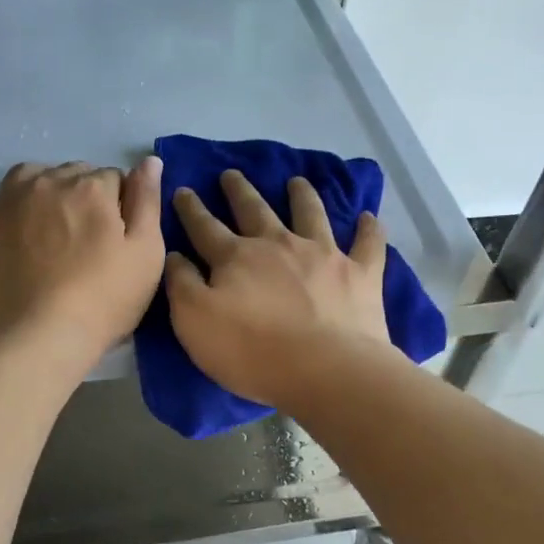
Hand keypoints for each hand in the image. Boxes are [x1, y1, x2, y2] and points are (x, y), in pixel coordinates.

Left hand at [0, 157, 164, 365]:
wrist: (37, 341)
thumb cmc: (103, 300)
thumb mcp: (146, 254)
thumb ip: (148, 202)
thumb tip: (149, 161)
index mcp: (91, 187)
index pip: (114, 178)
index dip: (120, 206)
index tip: (119, 237)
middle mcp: (47, 183)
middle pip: (72, 174)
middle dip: (84, 195)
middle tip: (88, 240)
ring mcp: (6, 205)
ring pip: (28, 176)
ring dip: (43, 189)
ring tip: (50, 225)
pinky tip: (3, 221)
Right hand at [166, 170, 393, 410]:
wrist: (326, 370)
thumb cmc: (252, 352)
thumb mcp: (195, 322)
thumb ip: (182, 285)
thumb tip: (174, 255)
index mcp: (236, 257)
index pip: (205, 227)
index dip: (191, 209)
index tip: (184, 190)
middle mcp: (278, 244)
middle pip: (254, 210)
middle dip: (239, 191)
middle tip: (231, 173)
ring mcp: (323, 255)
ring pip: (310, 213)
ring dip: (302, 195)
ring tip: (296, 181)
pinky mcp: (359, 273)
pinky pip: (367, 244)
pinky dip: (369, 229)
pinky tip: (370, 217)